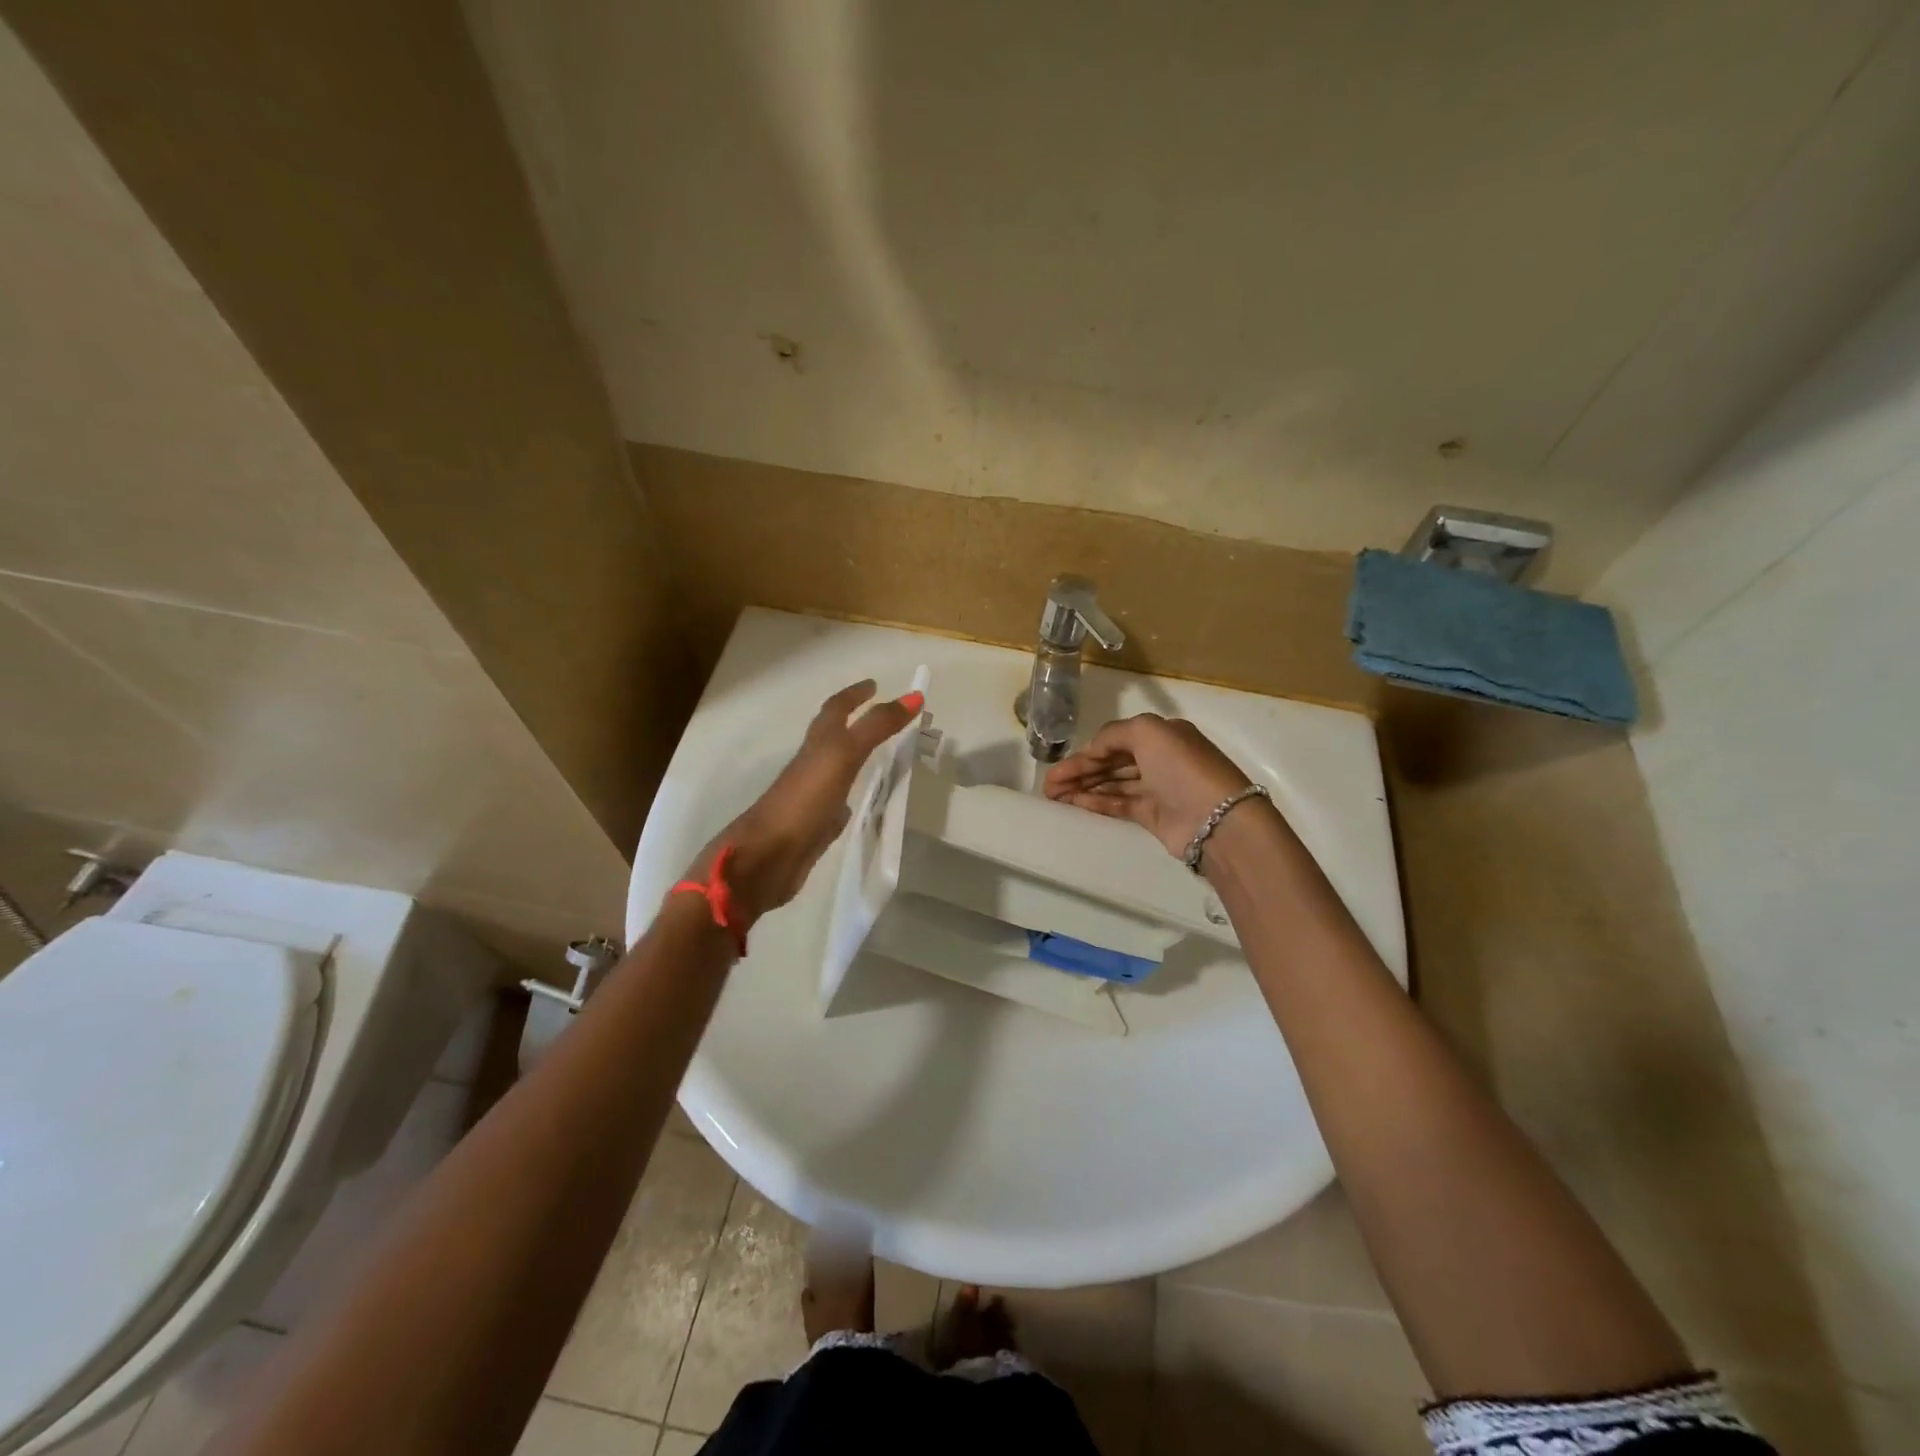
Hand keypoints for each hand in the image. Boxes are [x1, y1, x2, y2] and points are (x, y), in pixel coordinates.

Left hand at [689, 680, 922, 932]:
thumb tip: (914, 696)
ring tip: (882, 754)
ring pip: (837, 769)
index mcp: (816, 745)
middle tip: (885, 716)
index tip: (875, 685)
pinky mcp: (815, 826)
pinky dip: (850, 797)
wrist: (766, 859)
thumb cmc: (803, 801)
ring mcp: (812, 797)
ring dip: (855, 757)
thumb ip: (876, 727)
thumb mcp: (842, 756)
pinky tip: (862, 803)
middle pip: (834, 736)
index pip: (836, 710)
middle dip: (856, 721)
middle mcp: (812, 766)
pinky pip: (837, 804)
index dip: (854, 695)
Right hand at [1043, 713, 1249, 857]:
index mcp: (1163, 734)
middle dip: (1079, 771)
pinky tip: (1073, 804)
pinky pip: (1118, 804)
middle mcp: (1160, 758)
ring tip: (1053, 796)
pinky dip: (1096, 802)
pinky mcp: (1154, 815)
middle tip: (1048, 785)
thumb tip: (1093, 750)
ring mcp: (1158, 788)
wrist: (1217, 820)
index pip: (1115, 740)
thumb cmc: (1182, 768)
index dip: (1086, 752)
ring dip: (1083, 787)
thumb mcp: (1147, 732)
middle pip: (1111, 762)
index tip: (1059, 767)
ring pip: (1112, 784)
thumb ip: (1113, 734)